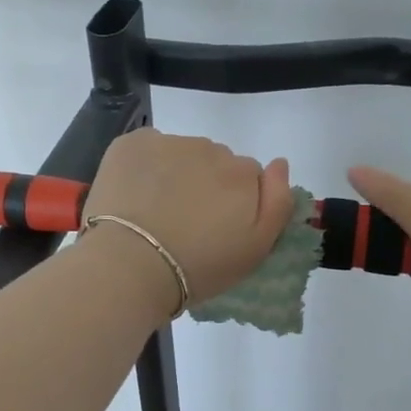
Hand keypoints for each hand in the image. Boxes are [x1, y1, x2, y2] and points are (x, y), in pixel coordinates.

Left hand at [84, 129, 295, 312]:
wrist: (130, 266)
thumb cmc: (198, 267)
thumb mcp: (255, 249)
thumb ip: (278, 203)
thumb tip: (280, 163)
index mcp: (242, 174)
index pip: (248, 176)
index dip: (235, 201)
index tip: (217, 227)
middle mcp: (210, 149)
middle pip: (215, 161)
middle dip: (206, 184)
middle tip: (186, 222)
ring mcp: (169, 143)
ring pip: (181, 153)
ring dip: (176, 173)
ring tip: (156, 211)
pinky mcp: (132, 143)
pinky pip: (148, 147)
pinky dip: (145, 165)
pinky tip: (134, 194)